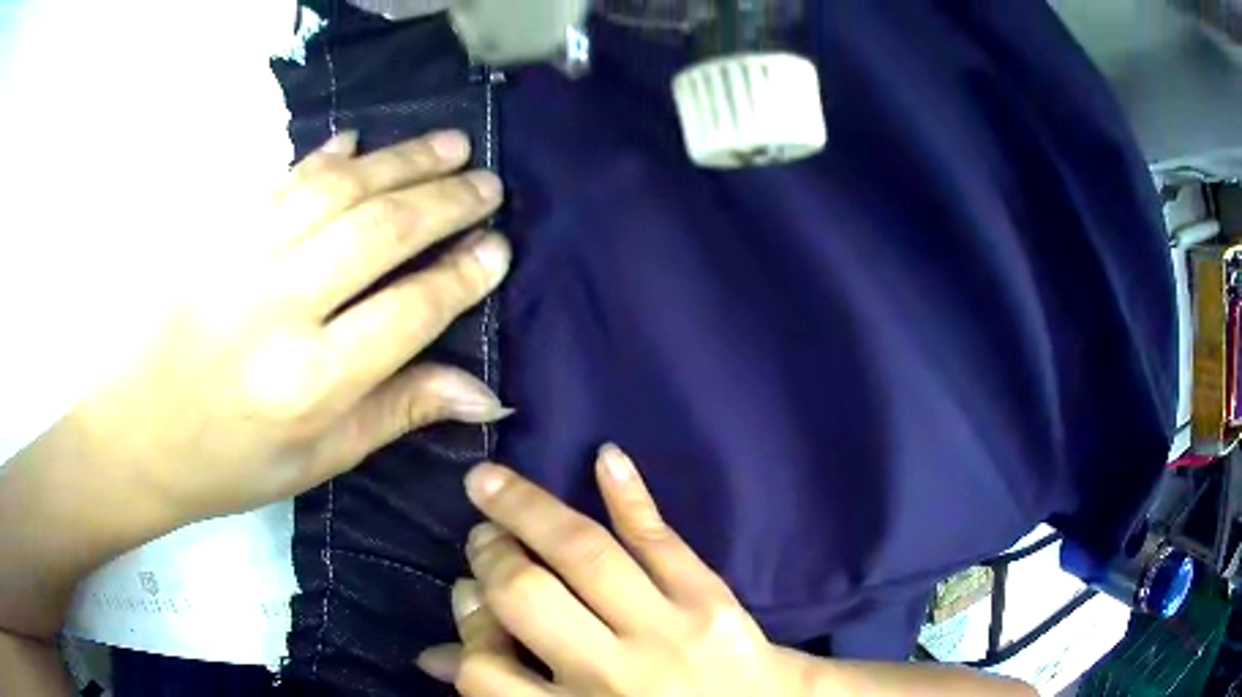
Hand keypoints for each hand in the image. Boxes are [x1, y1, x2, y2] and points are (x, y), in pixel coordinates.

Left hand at [47, 129, 511, 523]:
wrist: (134, 433)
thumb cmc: (228, 463)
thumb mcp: (318, 459)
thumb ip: (398, 412)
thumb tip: (484, 390)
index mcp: (309, 384)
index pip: (409, 311)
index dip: (462, 275)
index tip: (497, 249)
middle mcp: (278, 309)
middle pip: (379, 233)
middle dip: (445, 200)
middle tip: (488, 182)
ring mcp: (241, 258)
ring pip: (338, 189)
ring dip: (401, 160)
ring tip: (449, 144)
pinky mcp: (215, 232)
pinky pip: (282, 179)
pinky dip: (327, 155)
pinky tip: (360, 141)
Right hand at [417, 446, 804, 696]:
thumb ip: (510, 695)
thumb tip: (433, 656)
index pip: (486, 669)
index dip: (467, 626)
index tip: (469, 598)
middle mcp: (613, 674)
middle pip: (528, 596)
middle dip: (494, 557)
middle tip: (483, 540)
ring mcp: (666, 631)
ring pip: (585, 555)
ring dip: (530, 510)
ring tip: (494, 487)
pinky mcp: (710, 600)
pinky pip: (662, 541)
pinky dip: (631, 496)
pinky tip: (603, 455)